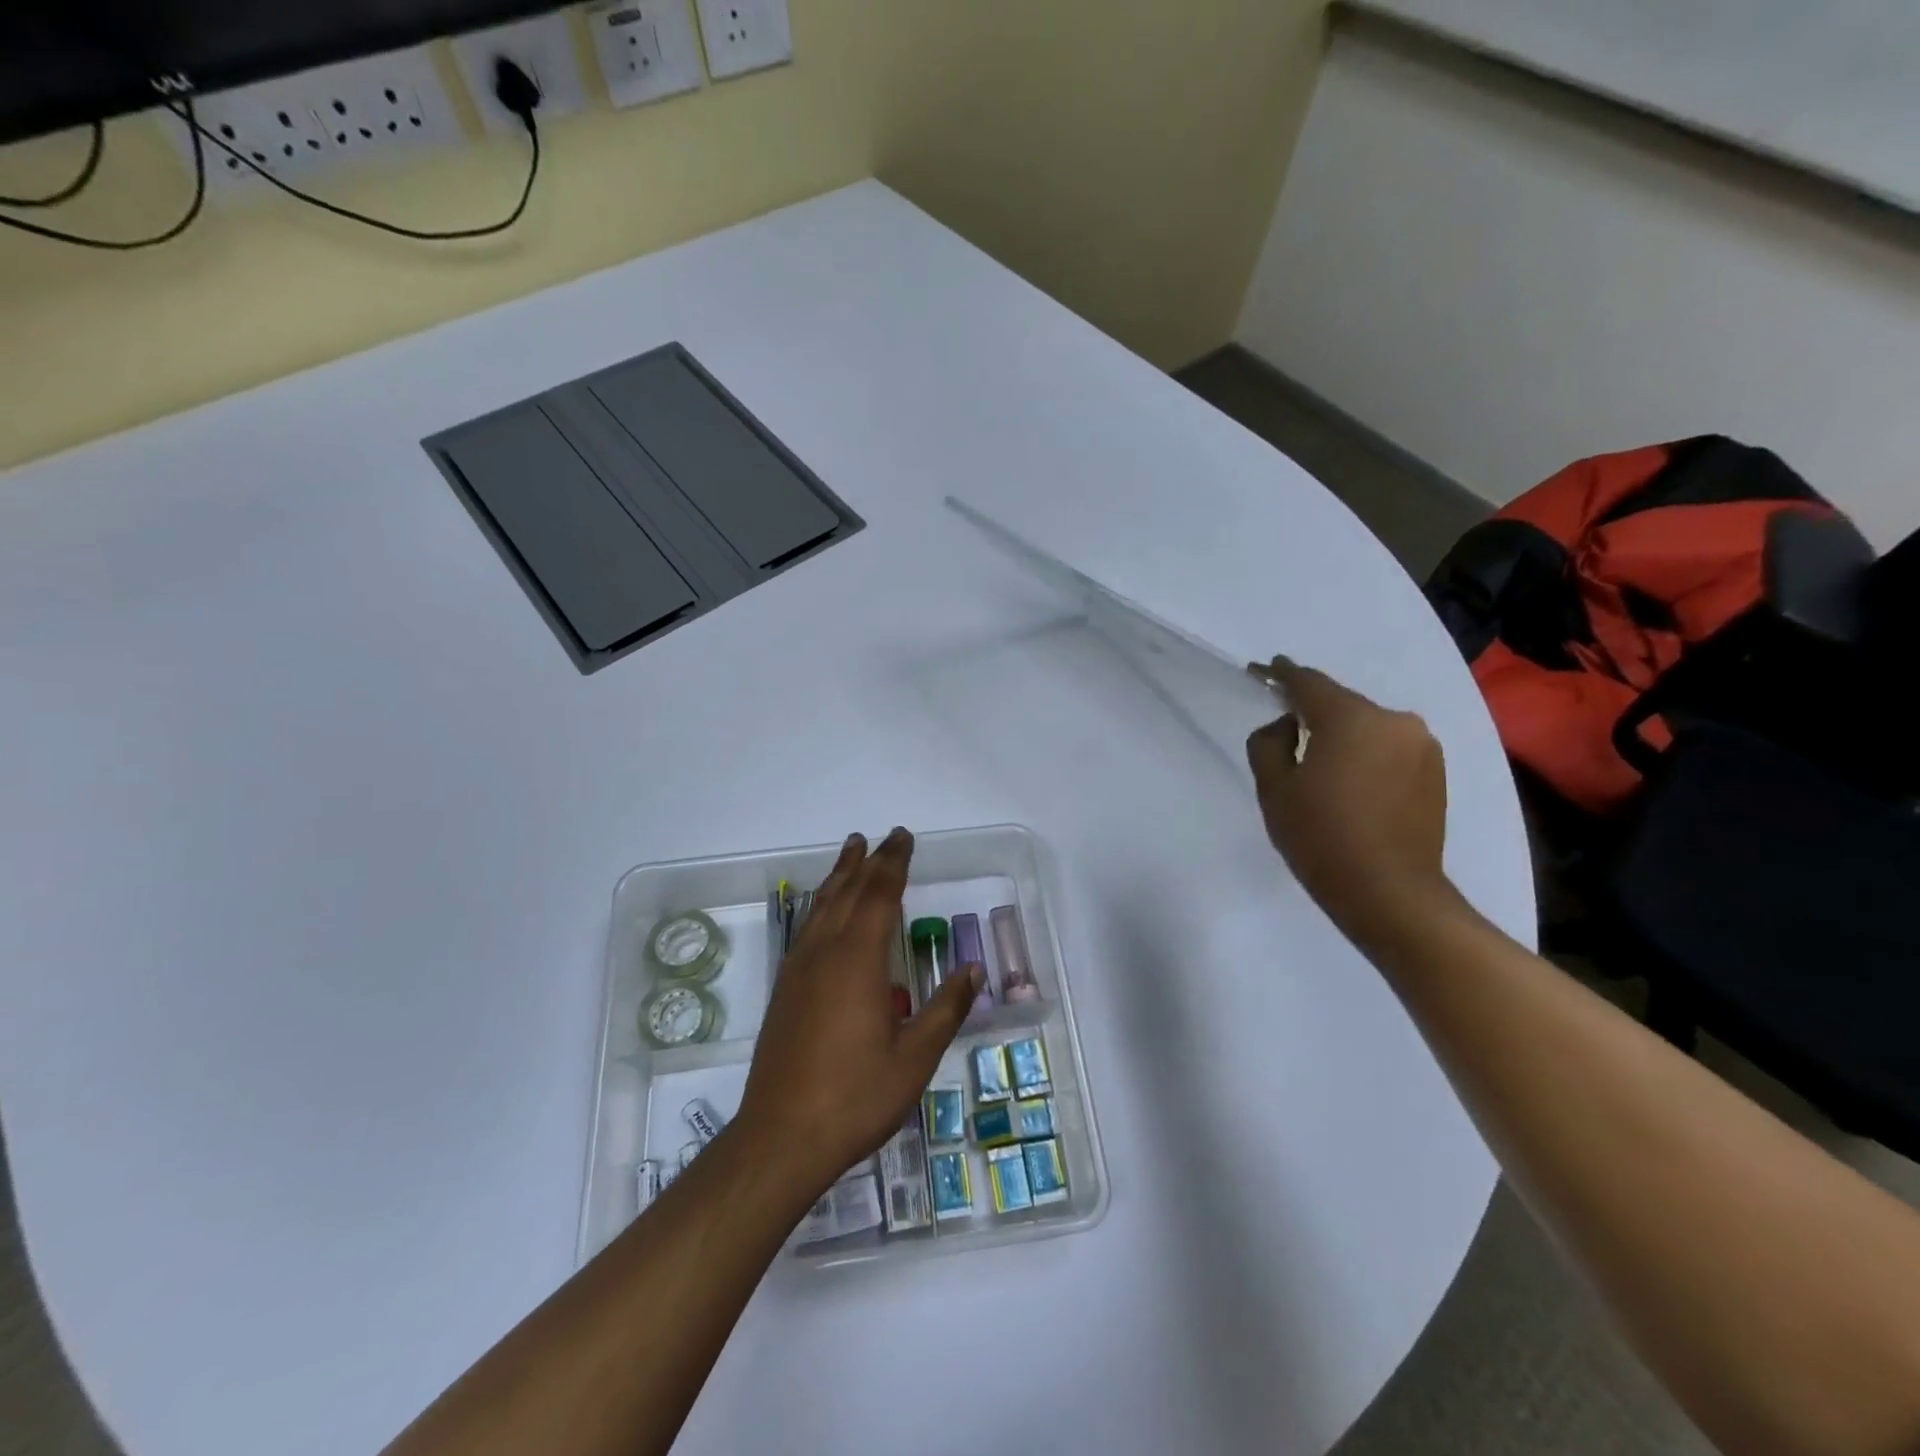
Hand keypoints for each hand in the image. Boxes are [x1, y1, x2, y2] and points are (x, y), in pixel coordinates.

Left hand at [734, 828, 980, 1201]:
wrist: (781, 1137)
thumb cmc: (856, 1097)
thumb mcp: (915, 1058)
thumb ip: (945, 1009)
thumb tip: (973, 970)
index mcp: (859, 961)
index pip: (879, 895)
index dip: (894, 864)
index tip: (904, 838)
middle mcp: (826, 953)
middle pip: (849, 892)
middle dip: (870, 861)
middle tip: (887, 837)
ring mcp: (800, 969)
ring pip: (822, 905)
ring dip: (841, 874)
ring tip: (852, 849)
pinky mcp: (786, 988)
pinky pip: (807, 926)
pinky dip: (821, 903)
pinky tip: (824, 908)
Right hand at [1246, 657, 1453, 939]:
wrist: (1390, 894)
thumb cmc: (1321, 838)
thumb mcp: (1274, 789)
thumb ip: (1269, 743)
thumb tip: (1288, 725)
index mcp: (1351, 718)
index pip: (1308, 682)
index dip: (1280, 674)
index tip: (1262, 669)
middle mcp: (1393, 721)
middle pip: (1341, 703)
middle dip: (1312, 709)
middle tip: (1285, 723)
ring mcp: (1421, 746)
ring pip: (1367, 726)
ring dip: (1341, 733)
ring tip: (1318, 759)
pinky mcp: (1436, 772)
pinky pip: (1388, 747)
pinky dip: (1365, 753)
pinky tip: (1349, 779)